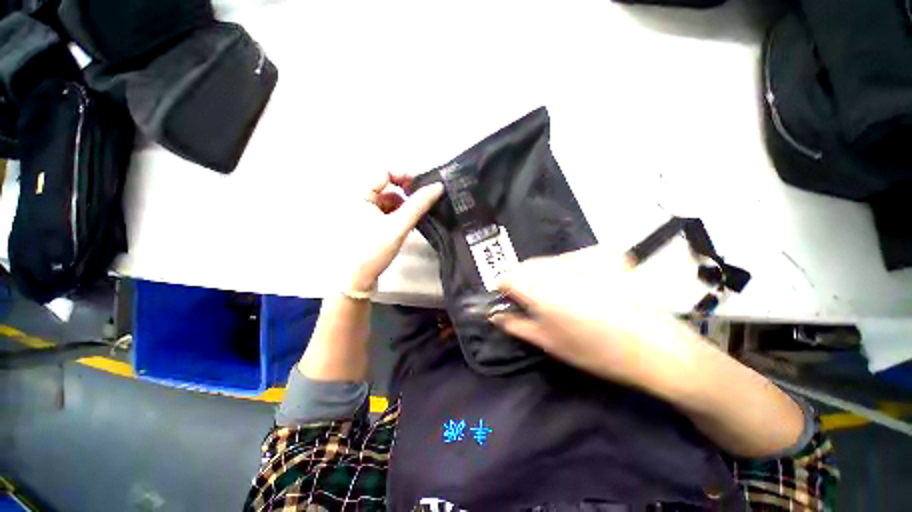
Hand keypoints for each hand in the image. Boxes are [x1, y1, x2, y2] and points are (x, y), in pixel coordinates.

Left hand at [345, 171, 443, 292]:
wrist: (355, 279)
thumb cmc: (373, 250)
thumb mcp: (398, 226)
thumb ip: (418, 205)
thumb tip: (438, 186)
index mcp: (358, 193)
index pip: (384, 171)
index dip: (404, 175)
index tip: (423, 186)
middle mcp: (357, 197)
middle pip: (386, 185)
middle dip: (405, 193)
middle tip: (421, 202)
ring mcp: (361, 210)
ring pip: (386, 199)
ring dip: (402, 205)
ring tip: (414, 218)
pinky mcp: (366, 222)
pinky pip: (384, 210)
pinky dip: (397, 214)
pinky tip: (405, 225)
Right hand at [489, 246, 694, 390]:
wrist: (654, 346)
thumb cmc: (595, 351)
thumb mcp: (548, 341)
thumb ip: (515, 324)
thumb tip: (493, 314)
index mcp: (540, 289)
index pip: (506, 276)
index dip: (503, 289)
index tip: (508, 301)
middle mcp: (557, 266)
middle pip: (525, 266)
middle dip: (521, 281)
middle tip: (531, 302)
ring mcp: (582, 257)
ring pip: (545, 260)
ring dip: (541, 274)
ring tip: (557, 296)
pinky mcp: (601, 254)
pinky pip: (569, 258)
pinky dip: (564, 269)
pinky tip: (579, 286)